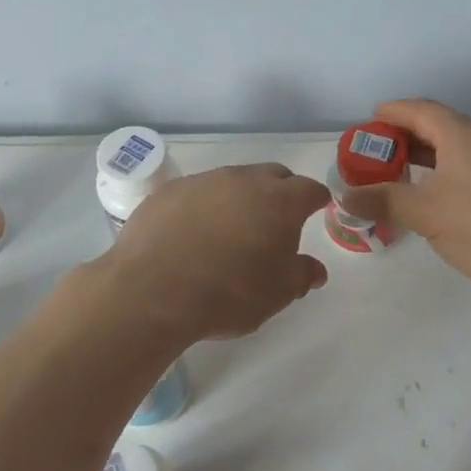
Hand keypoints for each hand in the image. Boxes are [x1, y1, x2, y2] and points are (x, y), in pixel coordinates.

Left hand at [103, 163, 330, 341]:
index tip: (316, 210)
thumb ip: (301, 275)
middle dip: (279, 193)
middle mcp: (242, 180)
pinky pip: (196, 193)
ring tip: (229, 232)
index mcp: (279, 201)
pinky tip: (192, 234)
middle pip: (272, 176)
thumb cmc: (228, 293)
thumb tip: (314, 269)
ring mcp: (202, 181)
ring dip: (238, 200)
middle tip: (275, 223)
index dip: (316, 200)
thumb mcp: (277, 294)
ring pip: (231, 182)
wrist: (154, 290)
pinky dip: (202, 208)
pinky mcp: (168, 191)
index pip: (309, 189)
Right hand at [338, 99, 470, 293]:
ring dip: (431, 158)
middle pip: (441, 127)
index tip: (369, 123)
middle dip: (407, 139)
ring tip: (408, 179)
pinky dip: (453, 173)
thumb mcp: (425, 214)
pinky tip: (447, 201)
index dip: (391, 113)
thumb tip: (345, 196)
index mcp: (463, 135)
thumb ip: (383, 201)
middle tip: (380, 157)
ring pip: (462, 149)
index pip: (420, 110)